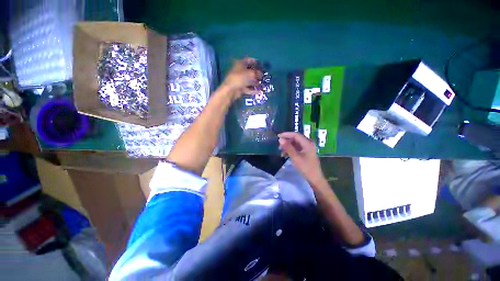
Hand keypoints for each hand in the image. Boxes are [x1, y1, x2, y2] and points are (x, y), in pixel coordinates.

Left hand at [221, 57, 261, 99]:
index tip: (260, 64)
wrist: (231, 90)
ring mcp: (239, 80)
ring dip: (255, 82)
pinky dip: (253, 90)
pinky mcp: (240, 88)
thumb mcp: (250, 74)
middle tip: (262, 75)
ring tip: (262, 84)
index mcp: (240, 63)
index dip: (254, 61)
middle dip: (256, 74)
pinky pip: (248, 88)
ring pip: (249, 80)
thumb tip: (261, 74)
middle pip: (249, 71)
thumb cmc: (240, 78)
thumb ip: (257, 73)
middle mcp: (239, 71)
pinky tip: (259, 91)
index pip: (248, 60)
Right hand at [278, 132, 324, 184]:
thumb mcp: (295, 157)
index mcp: (307, 143)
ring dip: (288, 146)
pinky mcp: (306, 152)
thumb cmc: (306, 168)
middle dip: (286, 141)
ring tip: (281, 152)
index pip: (295, 135)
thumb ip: (288, 148)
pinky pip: (296, 148)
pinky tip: (285, 155)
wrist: (315, 179)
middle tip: (279, 147)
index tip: (278, 137)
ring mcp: (307, 148)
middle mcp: (308, 143)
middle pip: (295, 139)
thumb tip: (280, 139)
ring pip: (295, 143)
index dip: (286, 134)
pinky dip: (290, 150)